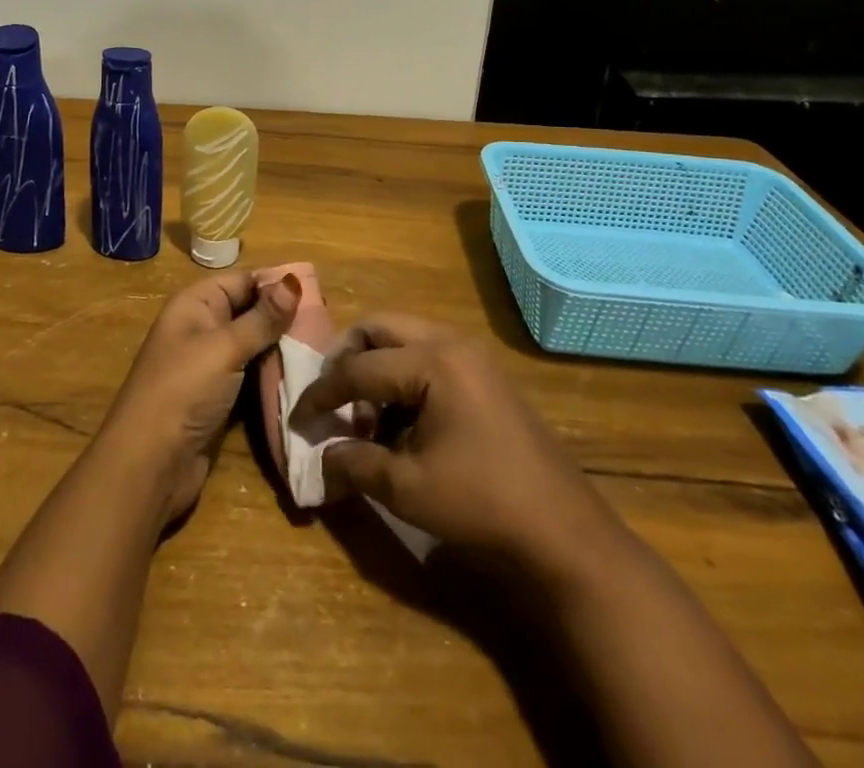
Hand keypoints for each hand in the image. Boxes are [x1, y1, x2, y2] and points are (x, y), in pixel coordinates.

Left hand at [98, 272, 300, 527]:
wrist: (148, 466)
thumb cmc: (183, 392)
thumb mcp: (224, 348)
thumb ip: (261, 318)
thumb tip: (293, 281)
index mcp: (195, 305)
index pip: (242, 280)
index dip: (276, 283)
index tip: (319, 291)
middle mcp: (201, 328)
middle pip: (249, 311)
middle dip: (283, 315)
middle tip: (327, 321)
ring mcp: (210, 365)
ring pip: (253, 344)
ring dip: (281, 346)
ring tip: (323, 345)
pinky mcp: (219, 397)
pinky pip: (251, 374)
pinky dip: (273, 373)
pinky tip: (303, 373)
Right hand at [296, 315, 622, 583]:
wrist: (565, 534)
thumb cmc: (481, 504)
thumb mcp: (407, 488)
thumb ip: (355, 463)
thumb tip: (319, 460)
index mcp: (433, 361)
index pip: (359, 367)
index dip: (323, 393)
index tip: (298, 418)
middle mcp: (451, 343)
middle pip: (380, 328)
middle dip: (347, 358)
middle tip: (331, 397)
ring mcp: (472, 356)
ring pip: (405, 339)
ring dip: (377, 368)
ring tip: (367, 420)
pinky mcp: (484, 375)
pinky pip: (428, 356)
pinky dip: (403, 378)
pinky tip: (401, 424)